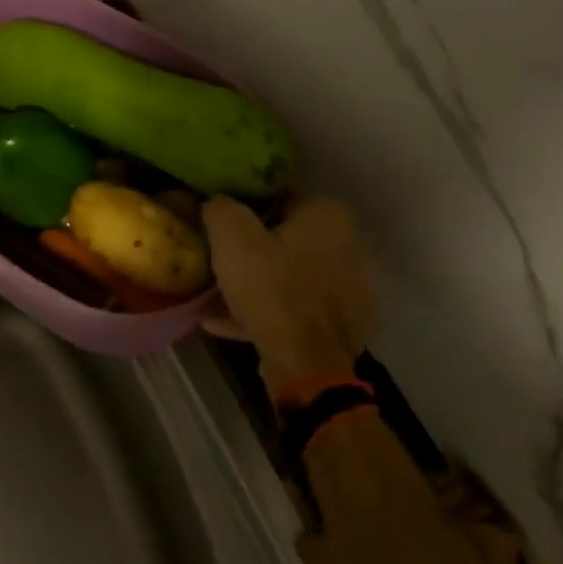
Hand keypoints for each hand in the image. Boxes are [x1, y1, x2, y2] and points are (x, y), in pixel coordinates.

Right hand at [202, 195, 370, 388]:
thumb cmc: (272, 288)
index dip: (244, 210)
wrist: (306, 365)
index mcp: (329, 214)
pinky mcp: (341, 326)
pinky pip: (294, 309)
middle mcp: (348, 245)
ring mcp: (349, 289)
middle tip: (217, 260)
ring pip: (289, 277)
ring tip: (213, 296)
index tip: (219, 226)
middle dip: (251, 250)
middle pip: (285, 239)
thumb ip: (221, 208)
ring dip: (255, 284)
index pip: (278, 198)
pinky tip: (223, 322)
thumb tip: (217, 203)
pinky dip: (264, 312)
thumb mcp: (231, 236)